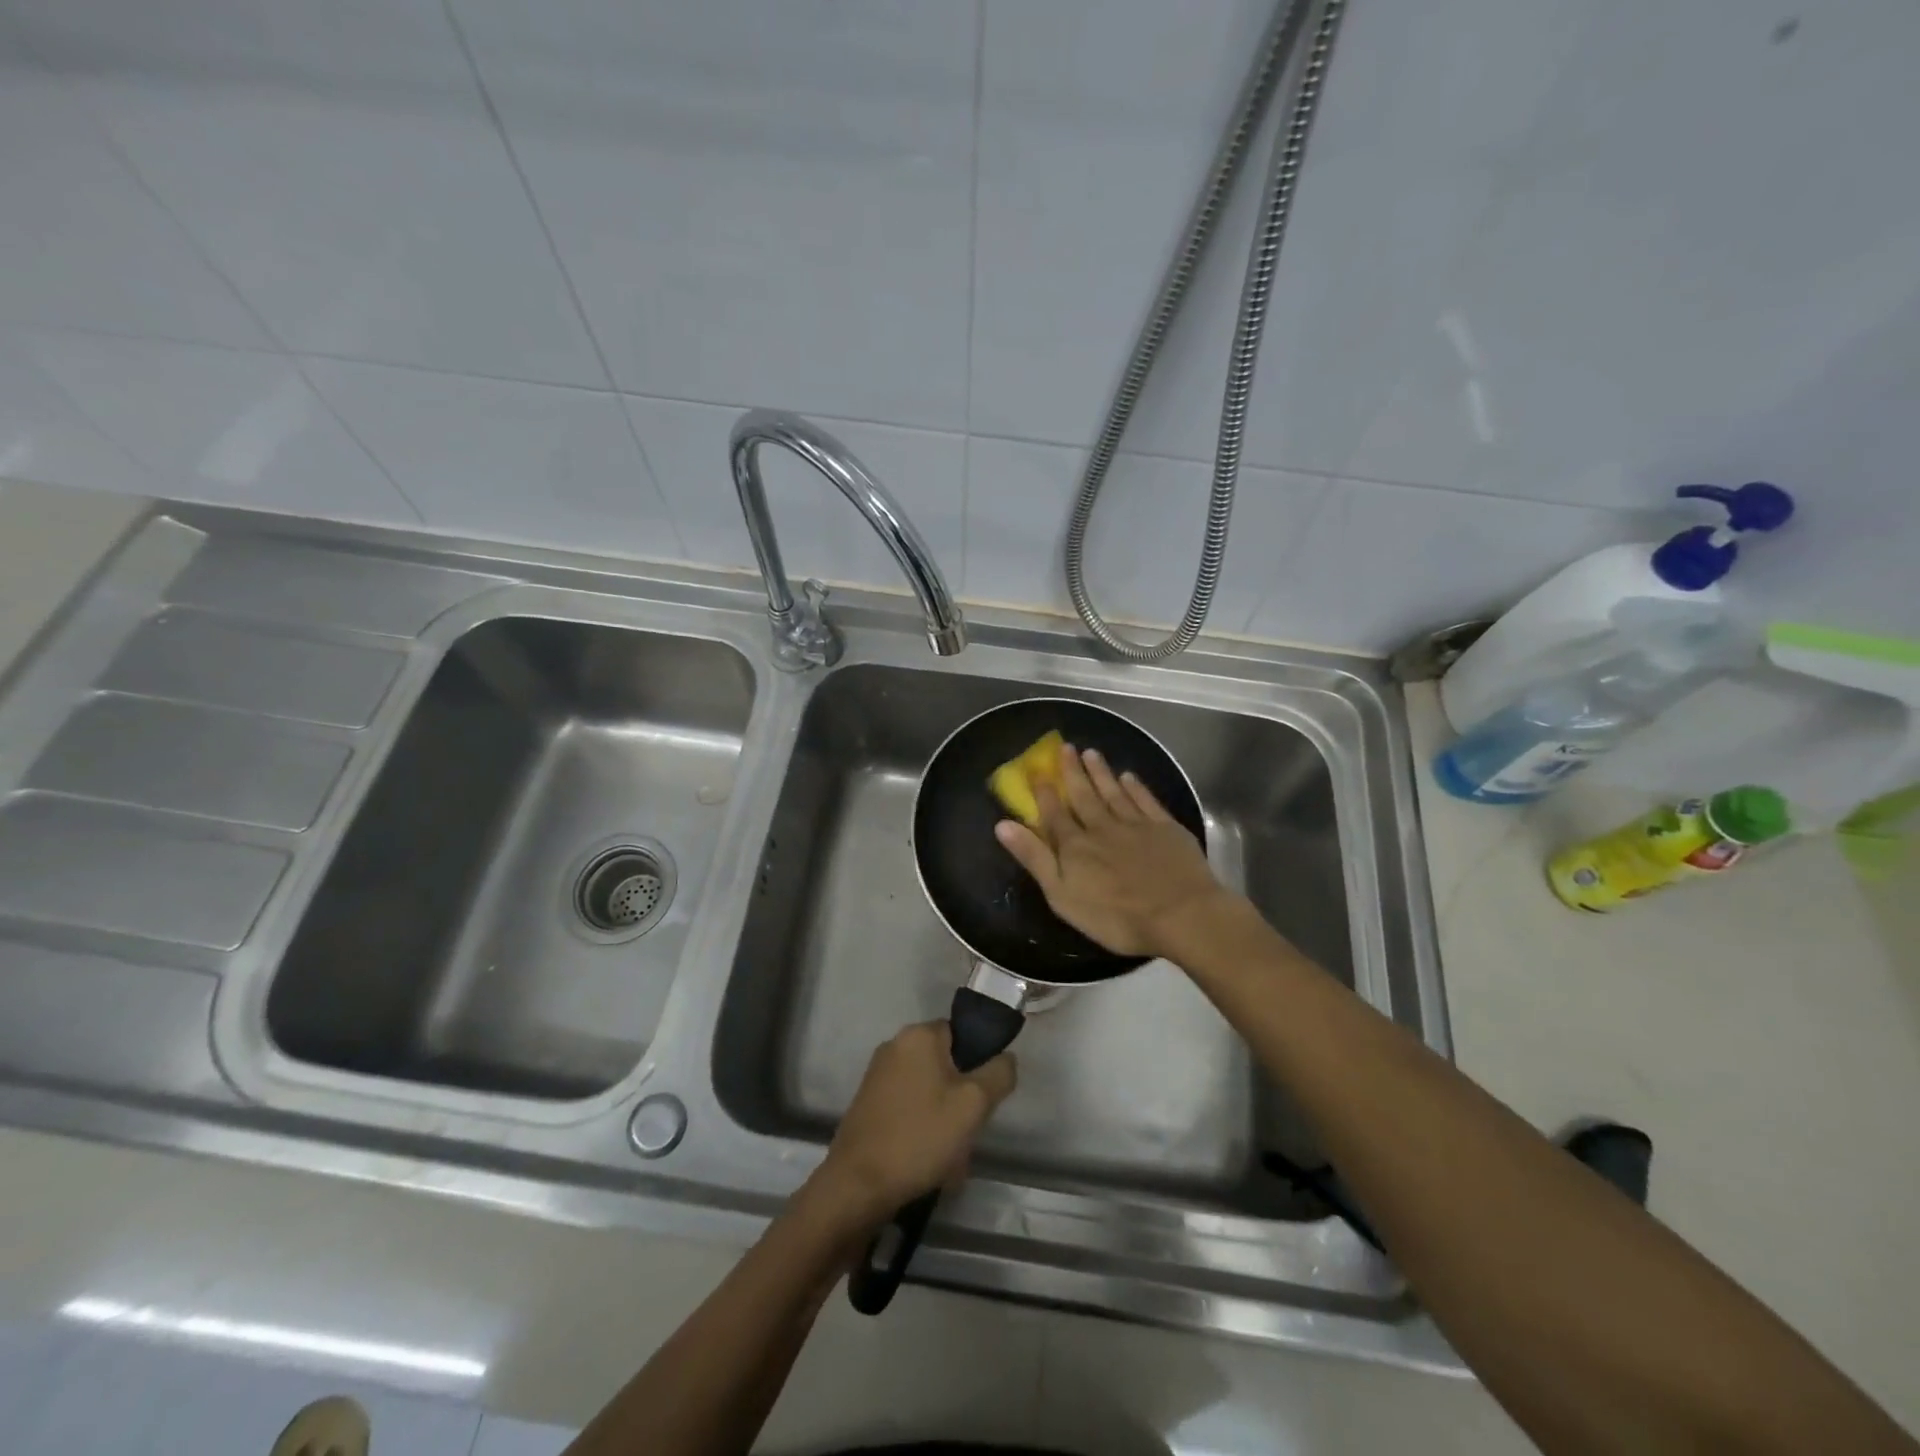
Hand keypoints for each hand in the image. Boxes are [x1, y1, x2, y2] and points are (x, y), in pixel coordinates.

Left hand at [812, 1021, 1015, 1227]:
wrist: (858, 1185)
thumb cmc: (920, 1136)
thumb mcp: (974, 1104)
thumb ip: (998, 1074)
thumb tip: (1005, 1058)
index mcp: (919, 1035)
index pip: (963, 1034)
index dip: (979, 1064)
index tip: (984, 1099)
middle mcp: (895, 1046)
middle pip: (946, 1065)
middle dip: (962, 1099)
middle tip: (968, 1132)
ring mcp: (878, 1075)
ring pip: (930, 1092)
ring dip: (945, 1120)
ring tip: (950, 1158)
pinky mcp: (868, 1104)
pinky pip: (909, 1109)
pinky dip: (922, 1130)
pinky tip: (928, 1162)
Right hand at [994, 743, 1229, 958]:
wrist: (1180, 914)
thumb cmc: (1116, 916)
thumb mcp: (1062, 895)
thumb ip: (1034, 858)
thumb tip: (1002, 824)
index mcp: (1075, 846)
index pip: (1055, 814)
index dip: (1044, 793)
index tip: (1036, 771)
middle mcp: (1102, 827)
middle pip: (1084, 795)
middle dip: (1072, 772)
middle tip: (1065, 747)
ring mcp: (1136, 825)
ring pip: (1114, 792)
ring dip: (1101, 773)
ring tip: (1091, 753)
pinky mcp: (1166, 829)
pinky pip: (1146, 801)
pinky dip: (1136, 787)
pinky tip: (1129, 777)